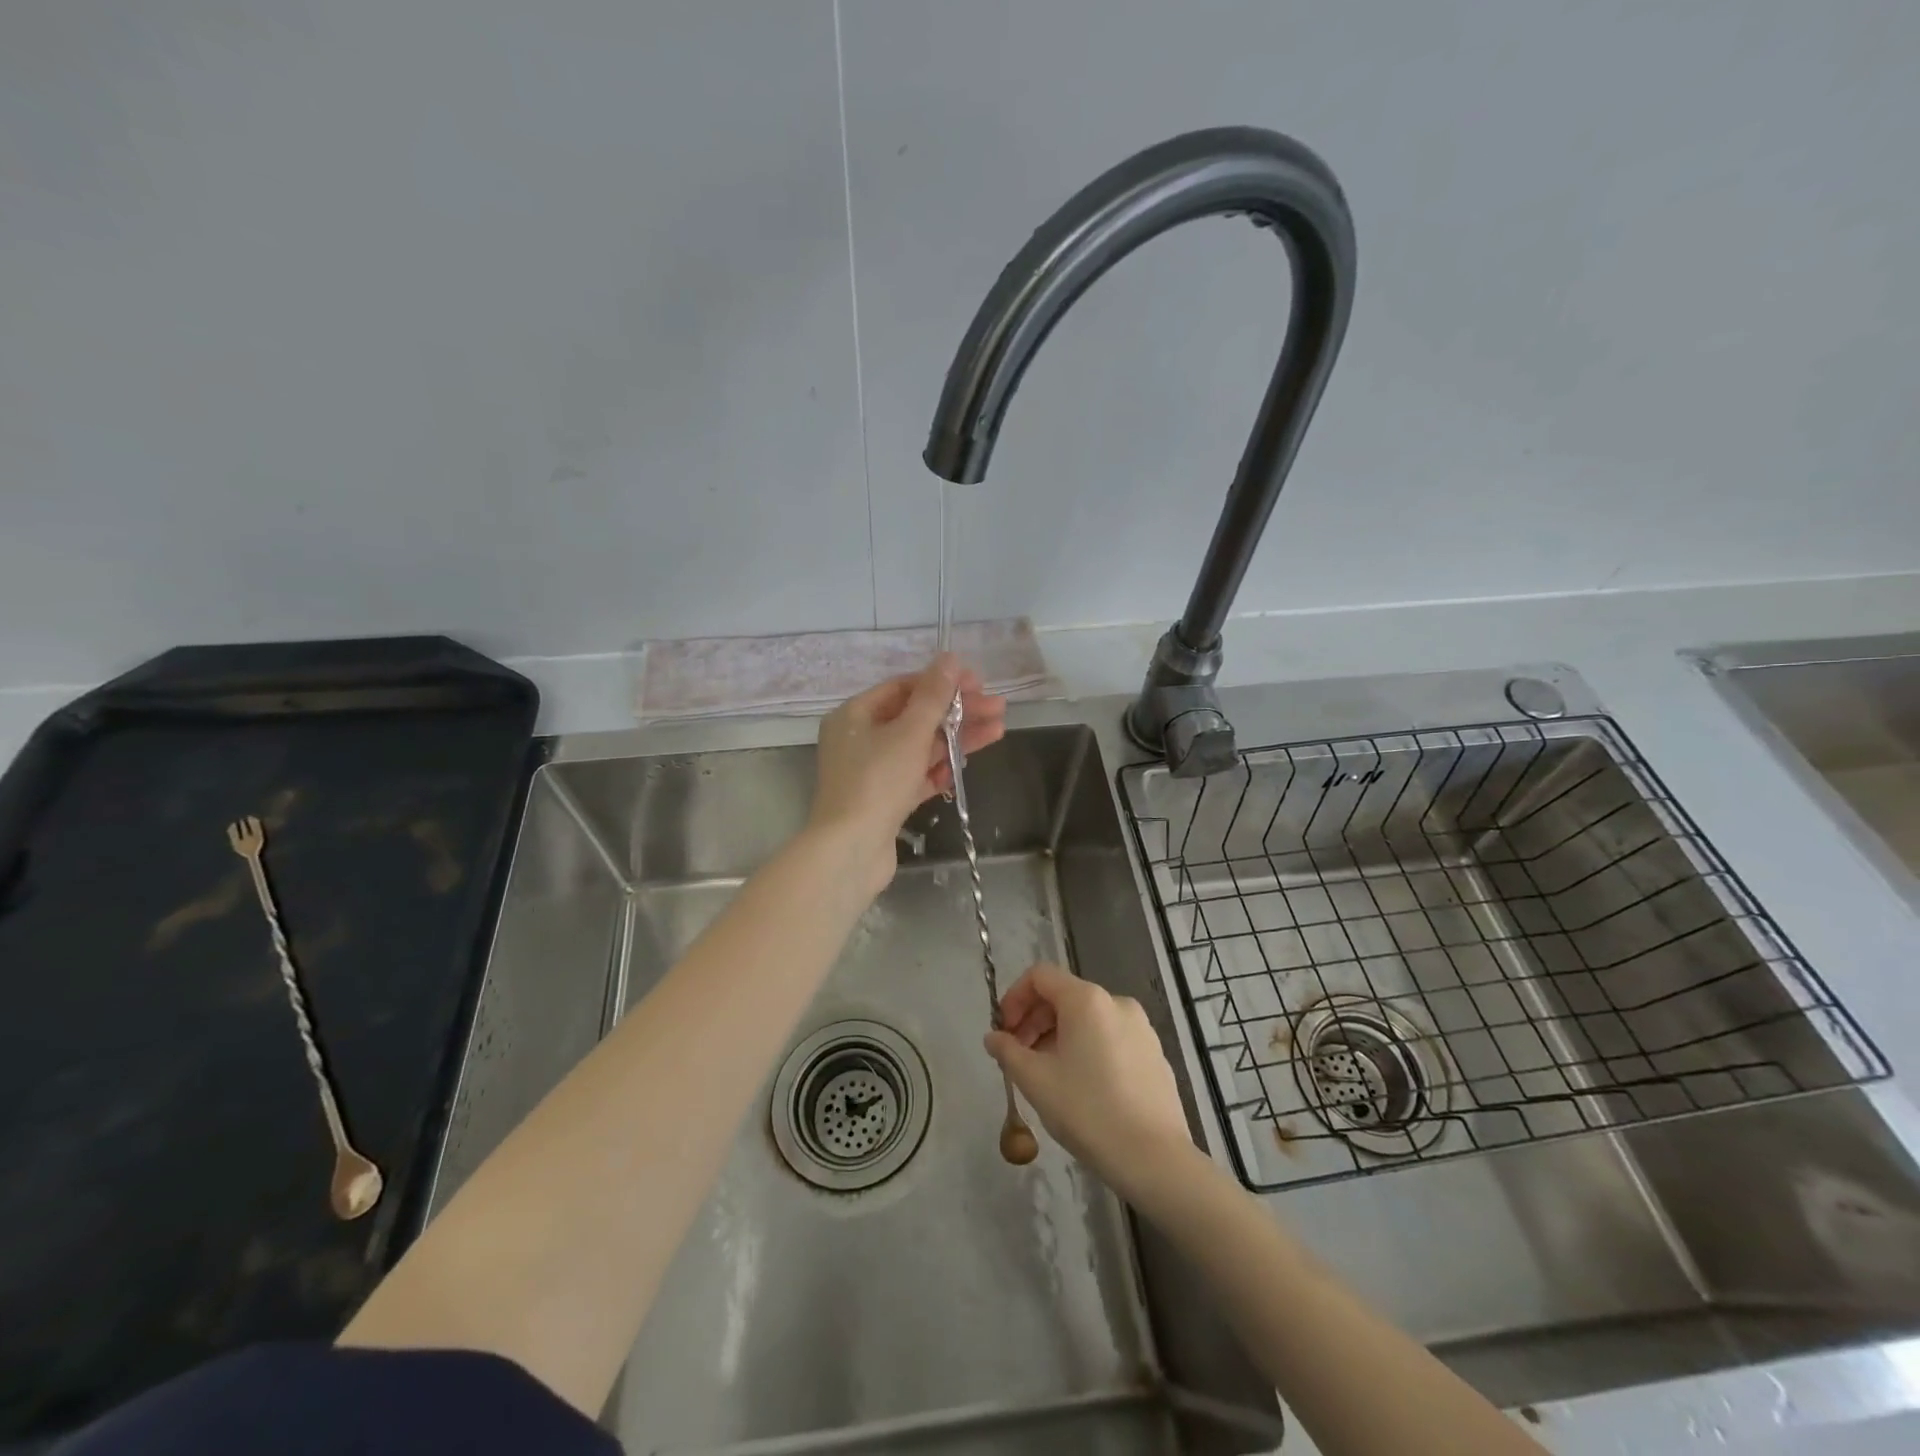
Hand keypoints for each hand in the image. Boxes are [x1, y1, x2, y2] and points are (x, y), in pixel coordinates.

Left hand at [809, 654, 1005, 883]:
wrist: (850, 851)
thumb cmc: (876, 782)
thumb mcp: (909, 733)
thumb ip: (933, 696)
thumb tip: (949, 658)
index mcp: (854, 715)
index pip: (903, 688)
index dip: (942, 683)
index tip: (977, 683)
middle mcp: (859, 739)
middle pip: (915, 717)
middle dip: (957, 712)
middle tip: (998, 708)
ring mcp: (872, 772)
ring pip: (920, 747)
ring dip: (956, 738)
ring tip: (998, 731)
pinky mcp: (885, 800)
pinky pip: (916, 775)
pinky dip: (940, 768)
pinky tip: (967, 764)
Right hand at [984, 963, 1192, 1197]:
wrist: (1154, 1158)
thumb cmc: (1087, 1111)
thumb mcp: (1035, 1081)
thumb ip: (1008, 1051)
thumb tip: (993, 1037)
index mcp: (1087, 1000)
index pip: (1040, 976)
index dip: (1014, 997)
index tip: (1004, 1032)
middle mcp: (1117, 1002)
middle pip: (1064, 996)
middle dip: (1035, 1021)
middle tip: (1019, 1057)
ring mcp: (1141, 1028)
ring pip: (1088, 1019)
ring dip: (1059, 1037)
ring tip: (1047, 1076)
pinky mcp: (1154, 1054)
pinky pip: (1111, 1038)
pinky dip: (1087, 1050)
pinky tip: (1082, 1089)